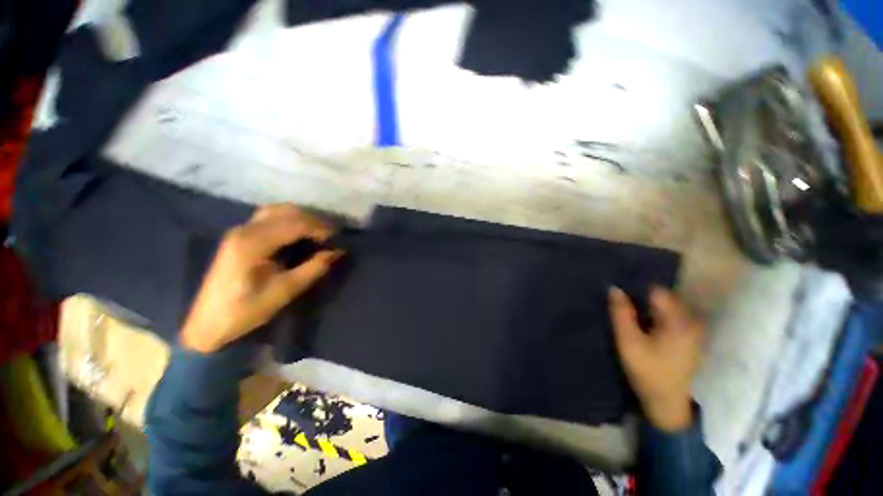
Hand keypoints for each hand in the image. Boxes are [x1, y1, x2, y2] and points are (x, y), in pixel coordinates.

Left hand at [181, 204, 340, 353]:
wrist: (208, 323)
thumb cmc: (247, 310)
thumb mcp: (285, 291)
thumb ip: (314, 268)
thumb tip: (338, 251)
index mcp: (253, 244)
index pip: (294, 223)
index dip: (320, 228)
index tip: (337, 238)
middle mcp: (245, 230)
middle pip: (286, 212)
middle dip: (313, 220)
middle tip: (331, 236)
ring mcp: (240, 230)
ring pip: (278, 210)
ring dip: (302, 218)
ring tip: (318, 233)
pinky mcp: (240, 235)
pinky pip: (269, 217)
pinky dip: (289, 220)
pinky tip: (299, 233)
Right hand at [609, 287, 704, 431]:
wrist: (667, 403)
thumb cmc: (647, 372)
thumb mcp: (628, 342)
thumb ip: (621, 313)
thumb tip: (614, 288)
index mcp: (680, 321)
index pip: (657, 291)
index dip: (636, 289)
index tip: (620, 293)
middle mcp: (693, 321)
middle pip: (664, 298)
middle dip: (642, 298)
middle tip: (621, 304)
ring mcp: (695, 330)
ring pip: (667, 307)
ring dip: (648, 307)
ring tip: (629, 313)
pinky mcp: (691, 338)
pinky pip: (672, 317)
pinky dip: (656, 316)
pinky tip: (644, 325)